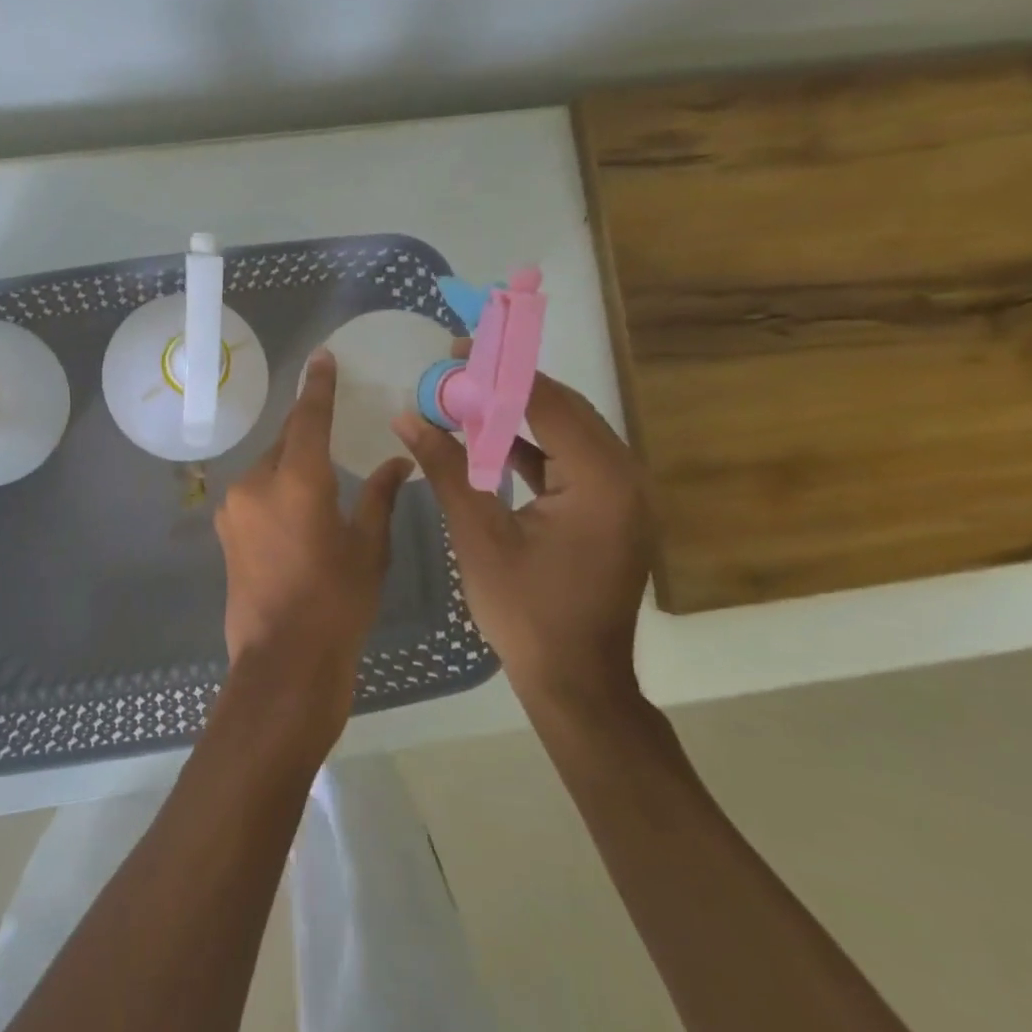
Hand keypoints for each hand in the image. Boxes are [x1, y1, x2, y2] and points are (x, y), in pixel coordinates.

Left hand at [215, 350, 412, 730]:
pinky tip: (295, 514)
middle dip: (308, 435)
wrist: (283, 661)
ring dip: (291, 467)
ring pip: (267, 468)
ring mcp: (233, 506)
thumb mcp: (369, 548)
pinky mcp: (224, 529)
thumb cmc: (338, 604)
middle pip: (285, 442)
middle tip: (335, 438)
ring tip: (319, 488)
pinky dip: (275, 490)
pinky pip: (255, 493)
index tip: (321, 358)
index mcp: (296, 480)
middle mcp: (256, 482)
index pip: (308, 417)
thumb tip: (400, 461)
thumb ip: (381, 496)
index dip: (317, 385)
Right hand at [391, 363, 651, 717]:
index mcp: (600, 481)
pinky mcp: (610, 512)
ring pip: (568, 432)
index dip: (499, 372)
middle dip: (509, 385)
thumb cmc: (526, 612)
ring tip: (467, 395)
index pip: (548, 403)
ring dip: (520, 413)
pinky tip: (490, 440)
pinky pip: (570, 461)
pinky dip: (532, 446)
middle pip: (564, 409)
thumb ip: (446, 469)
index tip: (457, 350)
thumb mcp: (478, 536)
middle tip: (458, 367)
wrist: (576, 682)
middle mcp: (623, 478)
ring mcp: (622, 497)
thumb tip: (408, 417)